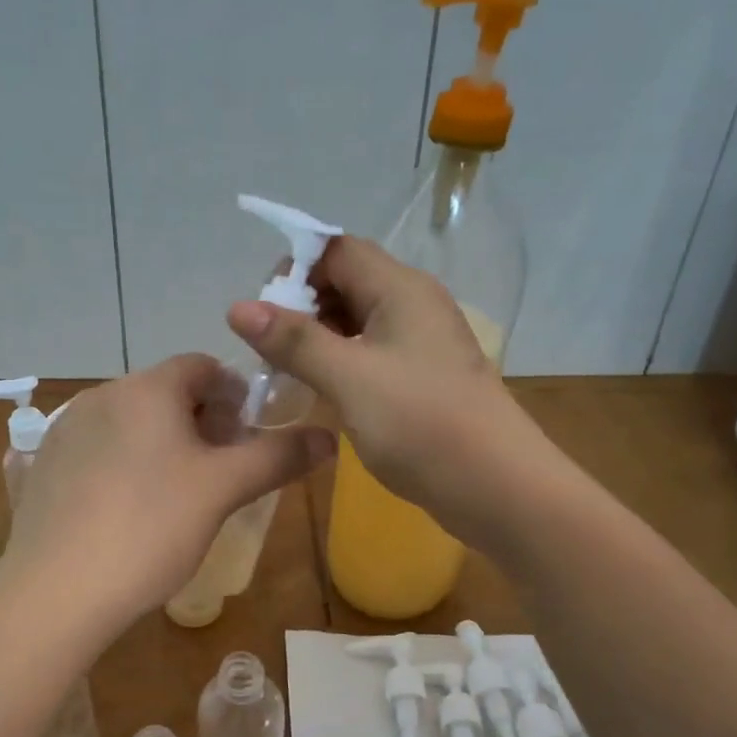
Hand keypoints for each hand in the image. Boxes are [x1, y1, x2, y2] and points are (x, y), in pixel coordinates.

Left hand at [0, 354, 333, 635]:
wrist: (56, 593)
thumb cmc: (151, 528)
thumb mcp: (223, 490)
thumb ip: (278, 456)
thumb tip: (327, 436)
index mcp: (147, 389)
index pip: (202, 366)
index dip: (234, 394)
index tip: (247, 434)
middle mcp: (102, 395)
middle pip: (166, 393)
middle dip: (201, 421)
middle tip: (220, 470)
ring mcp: (65, 431)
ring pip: (131, 422)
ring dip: (162, 443)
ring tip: (177, 494)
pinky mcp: (44, 466)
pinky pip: (98, 449)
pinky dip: (124, 463)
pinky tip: (128, 510)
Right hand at [226, 236, 554, 550]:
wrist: (497, 487)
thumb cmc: (422, 424)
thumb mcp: (349, 379)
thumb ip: (294, 341)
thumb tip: (238, 306)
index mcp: (401, 289)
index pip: (337, 250)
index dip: (295, 270)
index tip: (263, 313)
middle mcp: (414, 304)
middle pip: (347, 281)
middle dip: (302, 306)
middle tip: (269, 349)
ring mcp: (422, 342)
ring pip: (357, 320)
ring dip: (318, 338)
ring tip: (287, 373)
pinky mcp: (423, 376)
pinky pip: (371, 352)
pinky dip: (340, 363)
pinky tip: (321, 392)